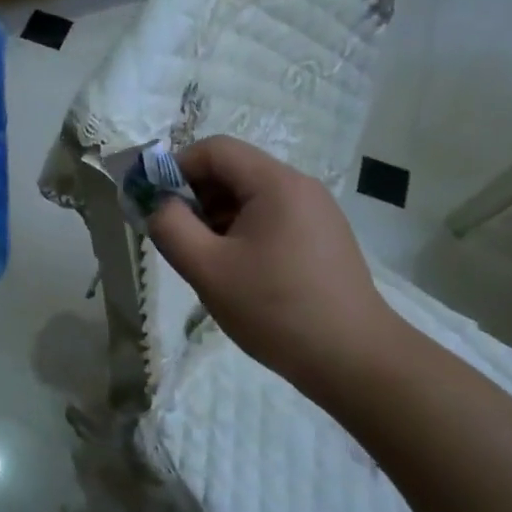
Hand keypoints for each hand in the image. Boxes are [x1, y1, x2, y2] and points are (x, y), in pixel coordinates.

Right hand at [147, 136, 400, 400]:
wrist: (356, 361)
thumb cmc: (276, 310)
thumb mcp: (208, 269)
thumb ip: (171, 227)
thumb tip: (158, 204)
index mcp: (275, 183)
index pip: (214, 149)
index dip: (176, 169)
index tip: (156, 205)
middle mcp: (300, 186)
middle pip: (234, 170)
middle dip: (196, 196)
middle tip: (177, 236)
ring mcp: (317, 212)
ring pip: (251, 196)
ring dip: (218, 216)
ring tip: (205, 259)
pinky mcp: (324, 237)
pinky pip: (272, 217)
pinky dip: (243, 231)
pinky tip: (238, 271)